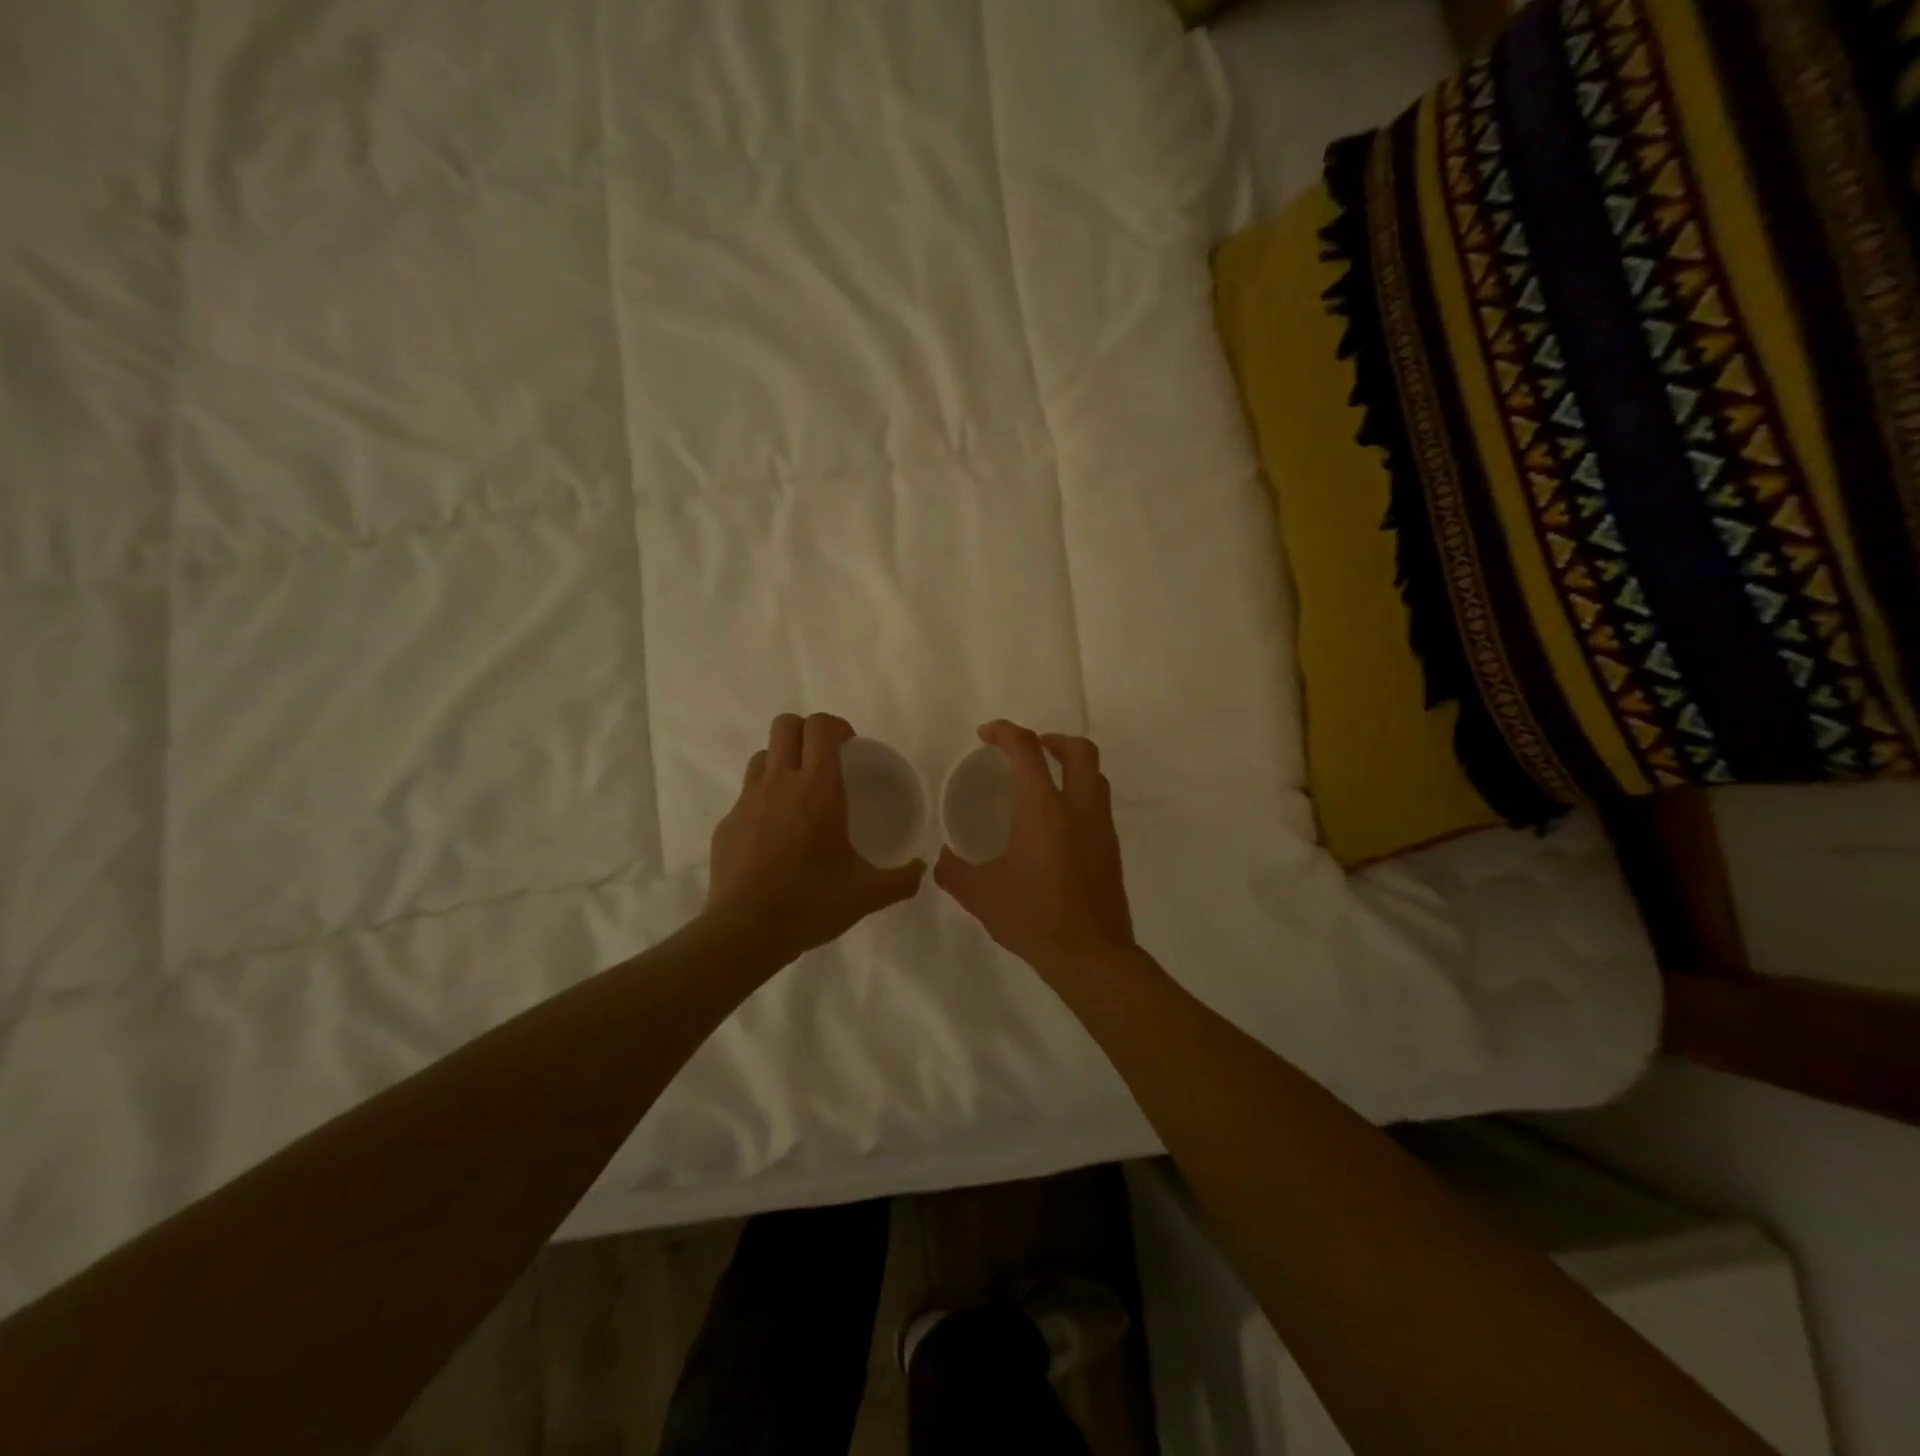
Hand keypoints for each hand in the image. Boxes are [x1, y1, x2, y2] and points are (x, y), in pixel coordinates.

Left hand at [706, 713, 926, 962]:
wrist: (745, 931)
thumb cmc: (811, 903)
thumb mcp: (867, 895)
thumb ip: (901, 879)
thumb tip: (920, 869)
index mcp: (817, 789)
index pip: (821, 727)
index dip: (837, 725)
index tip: (850, 746)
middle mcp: (780, 783)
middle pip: (786, 725)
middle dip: (807, 732)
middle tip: (826, 761)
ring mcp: (748, 801)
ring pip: (763, 756)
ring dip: (783, 761)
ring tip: (799, 793)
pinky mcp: (727, 823)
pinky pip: (747, 795)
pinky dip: (764, 800)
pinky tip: (775, 835)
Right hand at [934, 721, 1134, 976]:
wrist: (1091, 954)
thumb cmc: (1033, 917)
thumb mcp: (981, 895)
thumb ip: (955, 872)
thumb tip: (942, 860)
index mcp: (1043, 809)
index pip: (1026, 750)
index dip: (1005, 732)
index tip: (986, 734)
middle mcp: (1078, 808)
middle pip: (1078, 751)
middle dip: (1053, 739)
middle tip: (1030, 748)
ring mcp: (1101, 827)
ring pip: (1096, 776)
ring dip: (1072, 765)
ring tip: (1046, 780)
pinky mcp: (1112, 848)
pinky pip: (1098, 804)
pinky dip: (1080, 794)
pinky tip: (1058, 823)